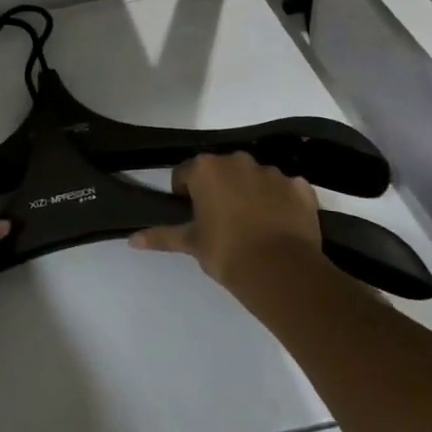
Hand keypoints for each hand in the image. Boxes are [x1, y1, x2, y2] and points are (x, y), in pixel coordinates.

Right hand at [129, 151, 322, 288]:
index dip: (185, 194)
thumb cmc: (226, 252)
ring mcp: (272, 172)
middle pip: (221, 171)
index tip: (192, 216)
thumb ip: (161, 236)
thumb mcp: (190, 244)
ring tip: (252, 225)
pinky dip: (280, 201)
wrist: (282, 270)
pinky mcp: (300, 187)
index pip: (185, 174)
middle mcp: (237, 161)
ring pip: (254, 178)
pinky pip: (285, 189)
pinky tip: (279, 225)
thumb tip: (131, 240)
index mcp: (206, 169)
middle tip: (220, 220)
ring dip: (250, 193)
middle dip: (219, 189)